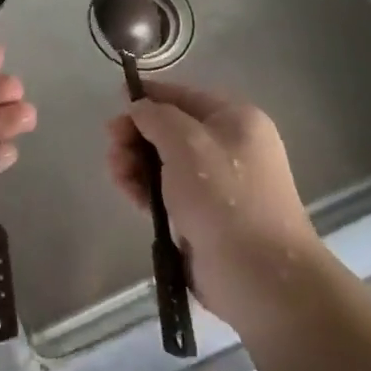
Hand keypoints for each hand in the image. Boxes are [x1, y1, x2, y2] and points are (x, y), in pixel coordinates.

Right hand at [107, 81, 319, 339]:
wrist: (258, 274)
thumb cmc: (223, 197)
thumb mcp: (186, 143)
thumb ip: (156, 117)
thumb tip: (139, 109)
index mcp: (235, 120)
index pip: (184, 96)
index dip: (149, 96)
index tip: (116, 101)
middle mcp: (229, 147)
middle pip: (170, 129)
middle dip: (137, 135)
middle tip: (112, 147)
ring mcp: (216, 184)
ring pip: (164, 162)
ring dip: (135, 163)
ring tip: (117, 174)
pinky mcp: (202, 216)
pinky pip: (166, 192)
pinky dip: (145, 189)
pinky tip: (128, 193)